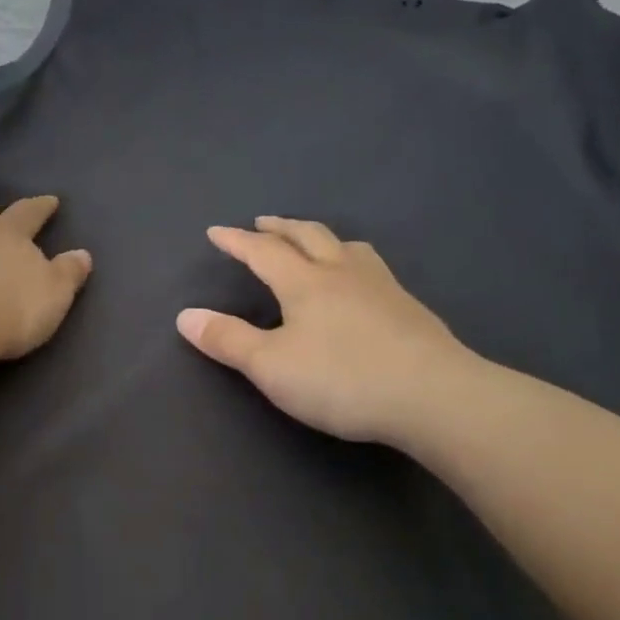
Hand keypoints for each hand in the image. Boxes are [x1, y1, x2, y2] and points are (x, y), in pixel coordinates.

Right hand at [176, 217, 475, 445]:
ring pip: (347, 247)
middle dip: (280, 228)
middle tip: (263, 222)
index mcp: (304, 282)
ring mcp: (381, 287)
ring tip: (313, 243)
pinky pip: (372, 268)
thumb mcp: (270, 366)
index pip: (262, 252)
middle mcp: (342, 273)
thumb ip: (227, 340)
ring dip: (321, 238)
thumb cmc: (341, 379)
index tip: (215, 231)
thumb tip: (185, 316)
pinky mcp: (409, 309)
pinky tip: (360, 282)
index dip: (236, 241)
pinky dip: (352, 261)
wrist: (435, 396)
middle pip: (307, 237)